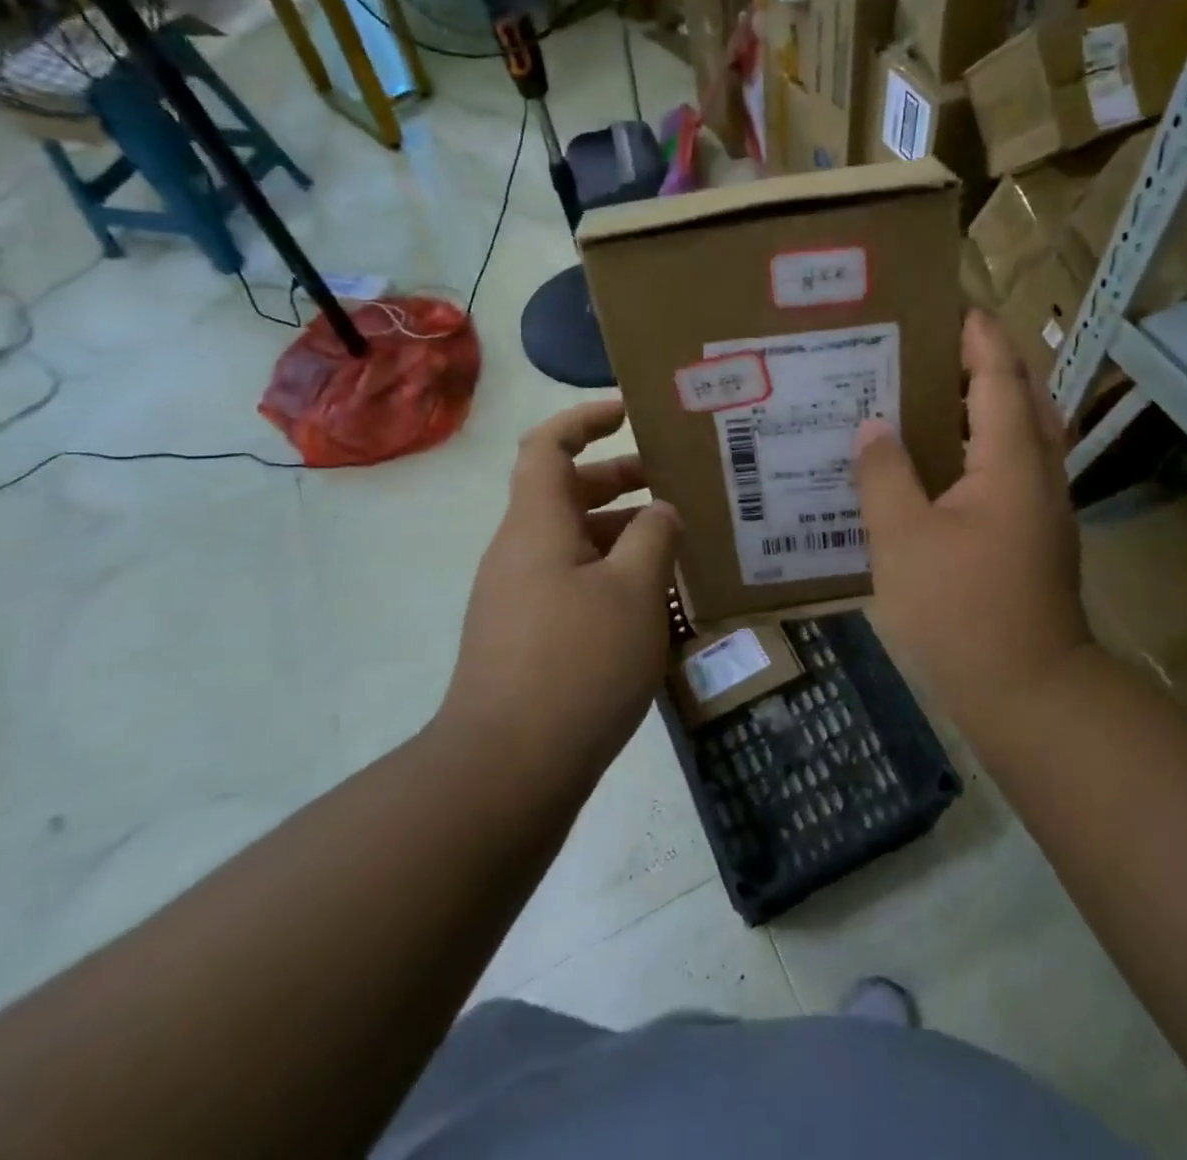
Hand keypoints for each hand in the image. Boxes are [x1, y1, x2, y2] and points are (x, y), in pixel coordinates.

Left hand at [437, 400, 680, 785]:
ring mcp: (519, 599)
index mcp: (537, 525)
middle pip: (568, 494)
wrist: (505, 772)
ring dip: (624, 536)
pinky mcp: (527, 639)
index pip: (549, 446)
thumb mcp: (634, 590)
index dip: (586, 418)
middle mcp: (520, 553)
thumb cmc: (576, 664)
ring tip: (680, 549)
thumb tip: (661, 512)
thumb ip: (654, 537)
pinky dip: (613, 579)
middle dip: (622, 481)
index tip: (631, 414)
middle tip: (677, 487)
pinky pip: (574, 586)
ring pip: (576, 545)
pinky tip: (654, 606)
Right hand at [853, 312, 1090, 728]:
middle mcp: (1039, 475)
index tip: (953, 306)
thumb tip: (873, 428)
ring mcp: (1044, 509)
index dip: (979, 338)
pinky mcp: (1036, 538)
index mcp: (1010, 462)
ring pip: (1025, 436)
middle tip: (939, 348)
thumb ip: (885, 476)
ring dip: (993, 404)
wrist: (1028, 691)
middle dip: (991, 363)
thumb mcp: (903, 540)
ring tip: (938, 395)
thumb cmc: (962, 609)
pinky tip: (946, 465)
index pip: (1000, 377)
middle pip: (1026, 399)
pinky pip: (1015, 469)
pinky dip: (988, 446)